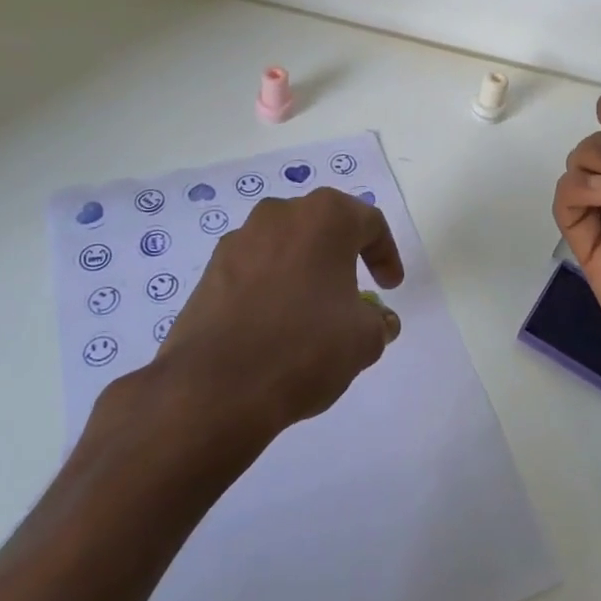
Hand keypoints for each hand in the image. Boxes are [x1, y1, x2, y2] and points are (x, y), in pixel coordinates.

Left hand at [114, 189, 404, 449]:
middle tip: (355, 292)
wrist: (216, 386)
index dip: (386, 254)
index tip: (390, 287)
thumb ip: (379, 322)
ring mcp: (239, 240)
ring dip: (304, 270)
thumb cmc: (305, 347)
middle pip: (323, 227)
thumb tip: (379, 320)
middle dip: (343, 256)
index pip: (369, 223)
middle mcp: (280, 214)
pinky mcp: (210, 270)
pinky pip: (254, 270)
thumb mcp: (364, 339)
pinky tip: (275, 326)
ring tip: (312, 312)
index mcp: (325, 217)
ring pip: (286, 246)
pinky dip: (271, 287)